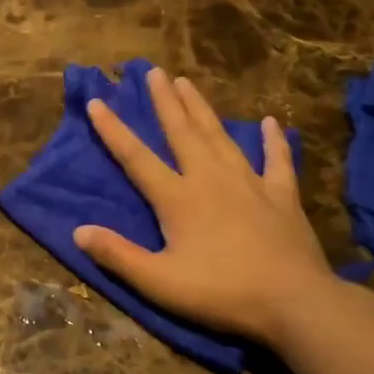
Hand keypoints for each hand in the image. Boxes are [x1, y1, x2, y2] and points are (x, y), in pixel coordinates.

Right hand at [76, 67, 348, 348]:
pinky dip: (273, 141)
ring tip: (188, 82)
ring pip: (220, 136)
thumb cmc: (221, 293)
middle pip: (182, 132)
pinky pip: (277, 161)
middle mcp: (211, 179)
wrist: (294, 303)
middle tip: (154, 71)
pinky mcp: (282, 196)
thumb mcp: (160, 283)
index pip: (137, 158)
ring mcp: (250, 184)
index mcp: (179, 198)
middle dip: (165, 101)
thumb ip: (118, 256)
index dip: (113, 131)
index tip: (97, 102)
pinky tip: (270, 123)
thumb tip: (78, 230)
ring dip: (202, 109)